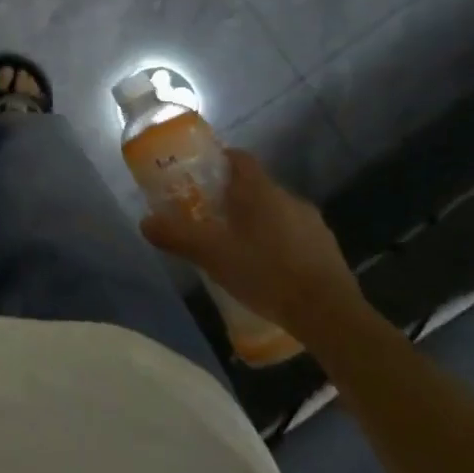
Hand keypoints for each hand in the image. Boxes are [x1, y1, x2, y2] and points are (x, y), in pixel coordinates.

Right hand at [140, 149, 363, 340]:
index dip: (220, 160)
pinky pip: (294, 235)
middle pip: (256, 187)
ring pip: (276, 212)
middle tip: (210, 217)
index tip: (202, 174)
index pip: (240, 158)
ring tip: (237, 247)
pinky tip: (267, 269)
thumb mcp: (211, 255)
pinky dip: (278, 243)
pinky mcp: (327, 249)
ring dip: (257, 222)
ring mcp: (312, 223)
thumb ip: (177, 236)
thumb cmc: (265, 272)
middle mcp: (288, 198)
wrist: (329, 314)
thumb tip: (145, 222)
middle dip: (233, 198)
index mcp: (260, 191)